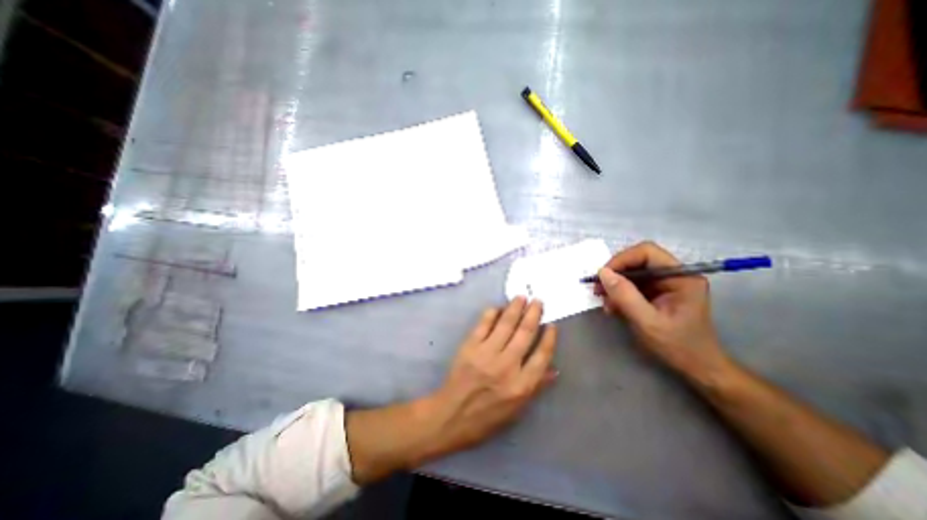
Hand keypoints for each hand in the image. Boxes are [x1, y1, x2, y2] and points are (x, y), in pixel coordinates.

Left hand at [424, 297, 557, 454]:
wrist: (451, 415)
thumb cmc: (486, 417)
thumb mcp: (516, 410)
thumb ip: (536, 387)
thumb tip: (554, 369)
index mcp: (521, 385)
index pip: (542, 355)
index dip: (549, 338)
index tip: (552, 325)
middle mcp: (506, 366)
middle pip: (525, 333)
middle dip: (533, 314)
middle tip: (538, 301)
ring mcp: (487, 353)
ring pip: (506, 324)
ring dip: (515, 308)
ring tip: (521, 297)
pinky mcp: (470, 346)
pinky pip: (484, 324)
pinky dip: (492, 313)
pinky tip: (498, 307)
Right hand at [598, 242, 735, 387]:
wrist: (696, 367)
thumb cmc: (677, 346)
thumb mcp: (647, 322)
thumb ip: (625, 296)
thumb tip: (602, 272)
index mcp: (681, 277)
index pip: (647, 252)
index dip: (622, 259)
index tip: (603, 276)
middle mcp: (674, 275)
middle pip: (637, 261)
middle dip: (615, 274)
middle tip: (598, 290)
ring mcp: (665, 283)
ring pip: (632, 273)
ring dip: (614, 286)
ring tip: (606, 303)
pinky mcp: (657, 292)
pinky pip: (632, 285)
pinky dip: (619, 294)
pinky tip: (613, 307)